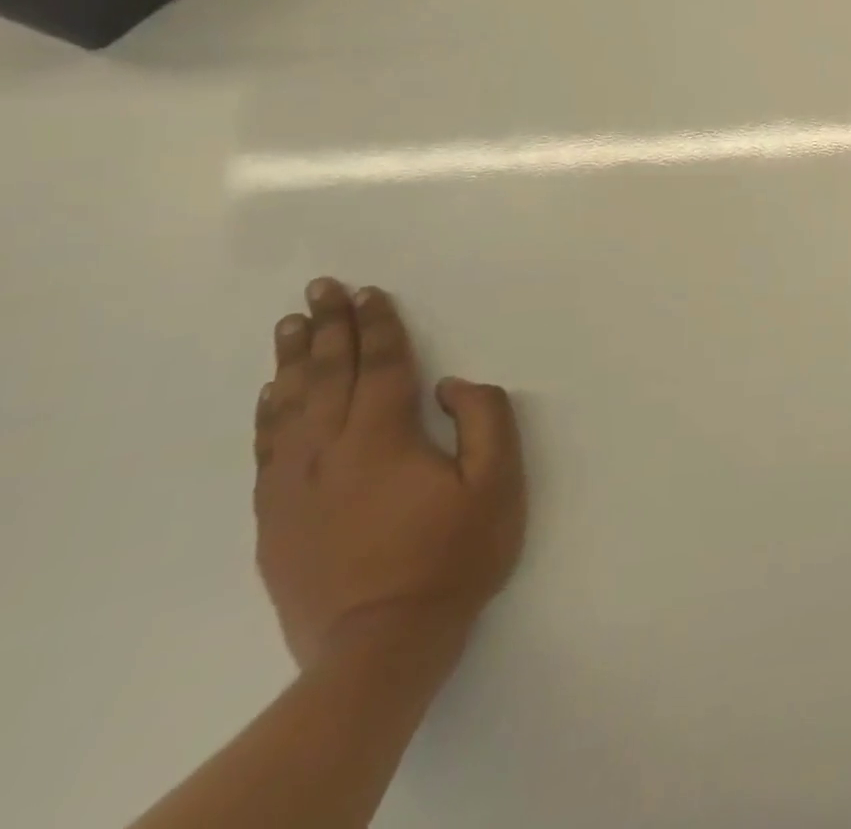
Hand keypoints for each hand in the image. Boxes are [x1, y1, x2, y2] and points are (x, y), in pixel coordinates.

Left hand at [253, 279, 525, 671]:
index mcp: (384, 439)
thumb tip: (450, 385)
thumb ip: (484, 420)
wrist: (380, 646)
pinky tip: (270, 395)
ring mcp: (295, 487)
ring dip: (292, 362)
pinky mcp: (277, 519)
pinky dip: (268, 414)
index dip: (378, 325)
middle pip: (328, 376)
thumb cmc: (452, 556)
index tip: (370, 292)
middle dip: (327, 327)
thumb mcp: (498, 483)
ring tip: (290, 325)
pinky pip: (267, 450)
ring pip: (289, 408)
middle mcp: (330, 452)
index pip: (383, 366)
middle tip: (320, 288)